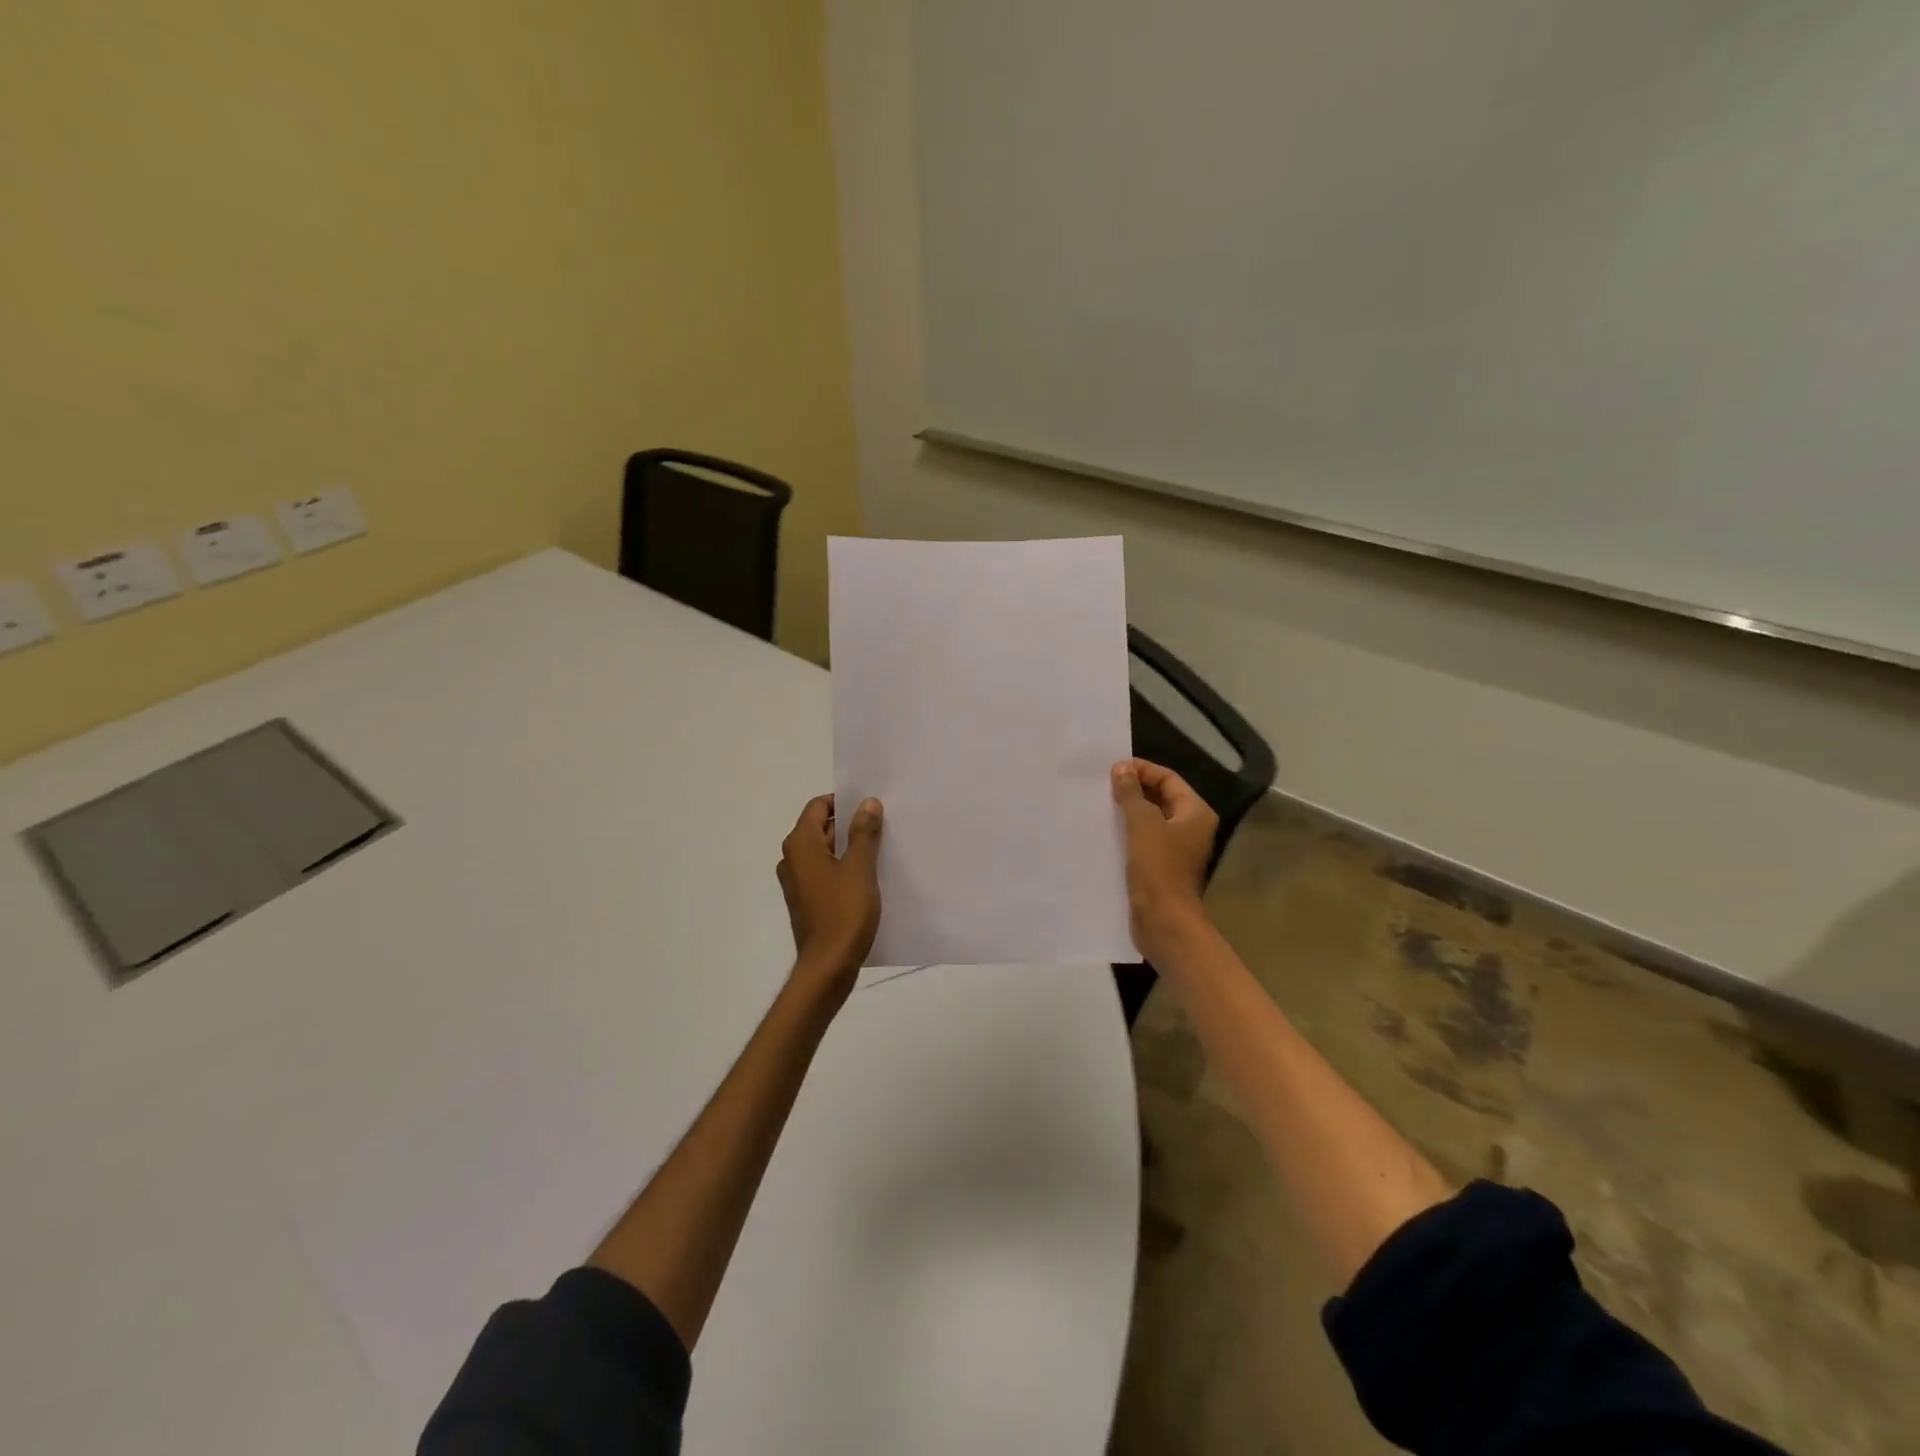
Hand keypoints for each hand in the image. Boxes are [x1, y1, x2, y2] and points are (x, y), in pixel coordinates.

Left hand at [777, 794, 883, 1001]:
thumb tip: (868, 802)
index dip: (843, 801)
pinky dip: (844, 867)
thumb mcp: (860, 868)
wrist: (828, 966)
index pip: (818, 806)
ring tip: (882, 846)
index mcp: (800, 845)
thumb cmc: (843, 912)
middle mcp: (792, 858)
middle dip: (850, 823)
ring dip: (849, 846)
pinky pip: (826, 872)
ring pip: (825, 851)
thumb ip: (864, 832)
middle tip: (883, 822)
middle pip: (821, 828)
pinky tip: (870, 874)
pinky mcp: (807, 900)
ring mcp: (798, 882)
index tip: (871, 804)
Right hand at [1112, 759, 1217, 962]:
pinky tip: (1103, 831)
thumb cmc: (1158, 868)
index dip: (1142, 770)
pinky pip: (1142, 840)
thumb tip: (1122, 768)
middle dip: (1133, 789)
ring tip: (1099, 804)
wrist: (1163, 921)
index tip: (1112, 768)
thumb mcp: (1143, 824)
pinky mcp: (1160, 867)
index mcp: (1195, 813)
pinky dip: (1126, 832)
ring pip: (1149, 820)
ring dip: (1127, 811)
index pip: (1168, 778)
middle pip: (1161, 798)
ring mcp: (1176, 850)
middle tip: (1102, 784)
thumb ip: (1131, 794)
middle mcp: (1190, 828)